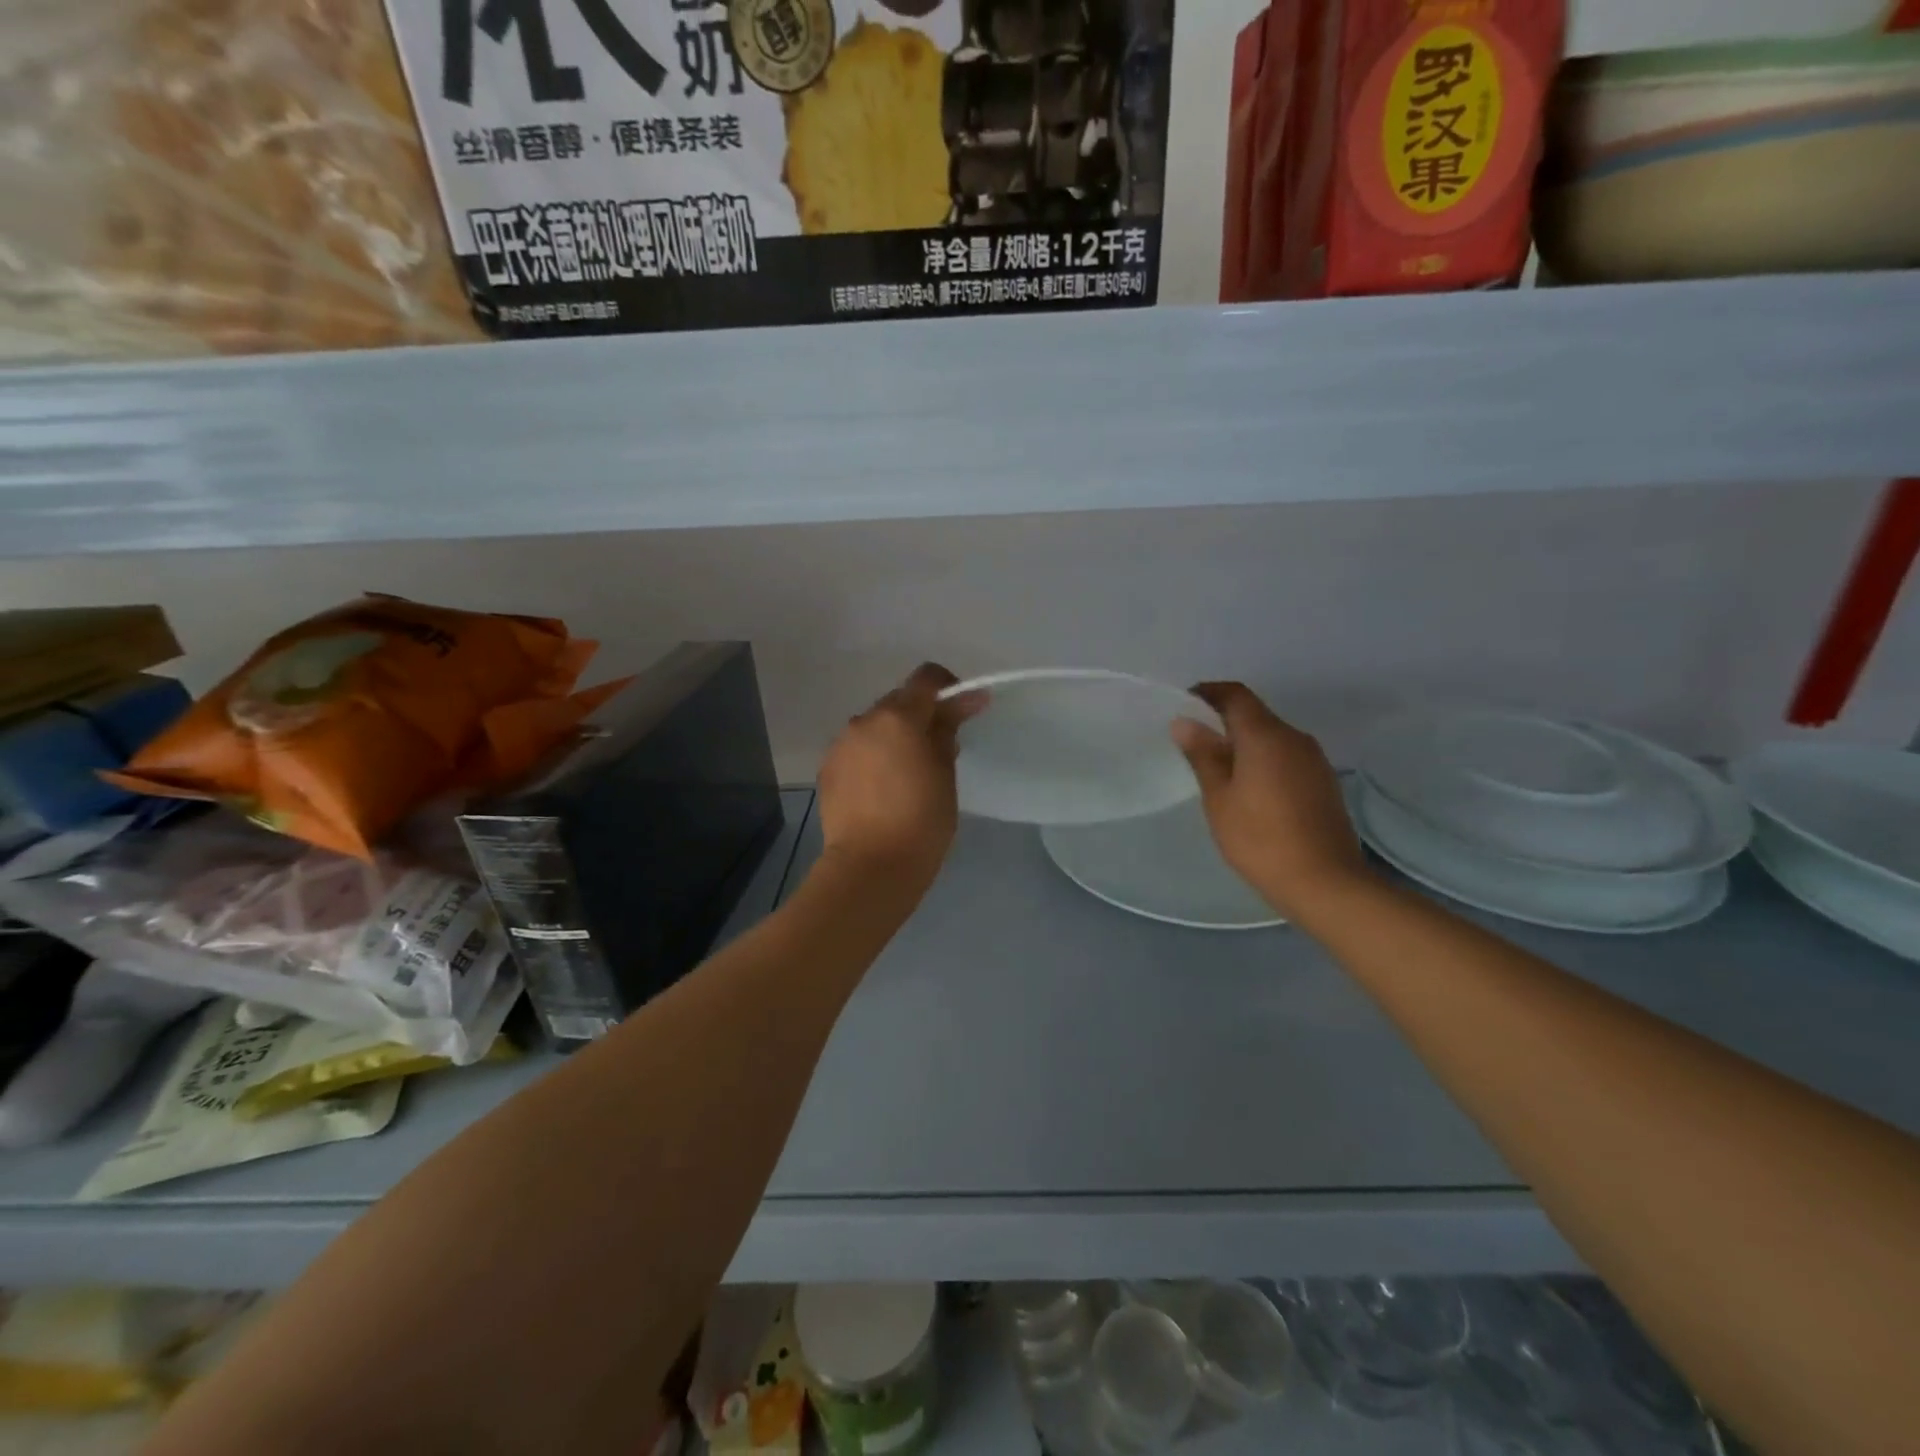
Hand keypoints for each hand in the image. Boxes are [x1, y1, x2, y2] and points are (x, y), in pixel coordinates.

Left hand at [816, 663, 986, 894]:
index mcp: (898, 717)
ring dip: (894, 737)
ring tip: (909, 773)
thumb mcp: (945, 773)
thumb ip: (948, 731)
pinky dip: (874, 757)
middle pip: (898, 702)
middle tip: (940, 748)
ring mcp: (841, 744)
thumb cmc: (921, 820)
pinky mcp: (828, 769)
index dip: (949, 688)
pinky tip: (883, 788)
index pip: (926, 678)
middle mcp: (864, 721)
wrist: (870, 867)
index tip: (964, 710)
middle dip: (921, 716)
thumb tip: (960, 703)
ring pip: (875, 727)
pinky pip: (857, 750)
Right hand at [1172, 682, 1370, 920]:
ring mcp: (1314, 760)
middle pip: (1255, 714)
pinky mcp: (1323, 782)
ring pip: (1272, 737)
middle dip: (1223, 720)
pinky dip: (1263, 760)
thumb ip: (1203, 755)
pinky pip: (1286, 757)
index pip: (1235, 695)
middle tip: (1193, 742)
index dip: (1208, 693)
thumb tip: (1185, 722)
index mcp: (1266, 735)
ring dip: (1244, 743)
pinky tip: (1249, 789)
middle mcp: (1294, 738)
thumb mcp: (1219, 798)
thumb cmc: (1260, 839)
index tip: (1184, 704)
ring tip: (1218, 769)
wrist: (1325, 882)